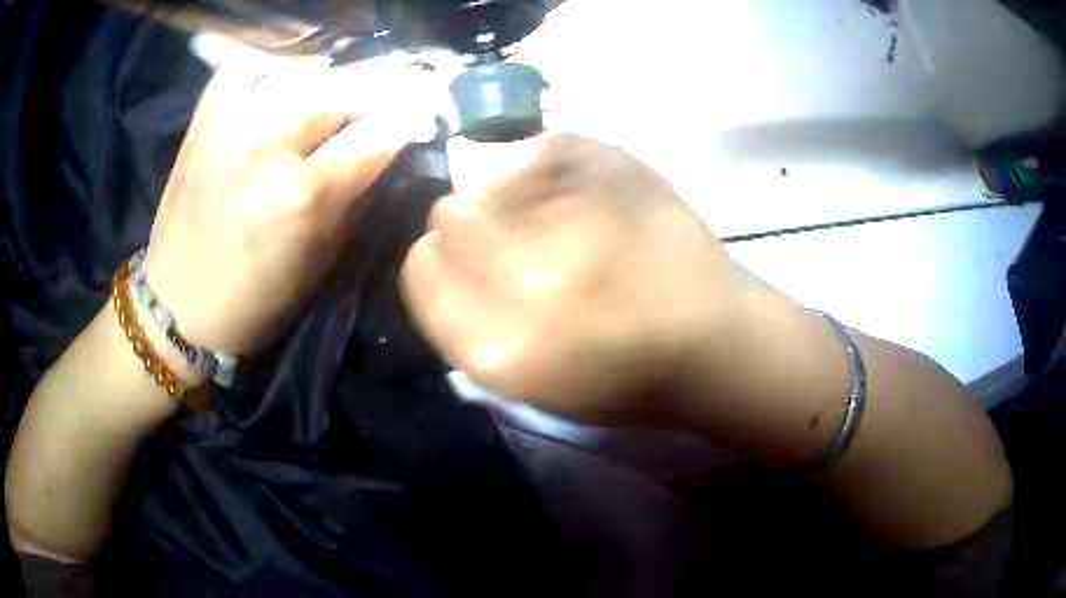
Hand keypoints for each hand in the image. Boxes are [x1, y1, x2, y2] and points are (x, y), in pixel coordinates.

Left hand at [144, 60, 435, 355]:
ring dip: (329, 86)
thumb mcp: (320, 264)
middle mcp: (268, 146)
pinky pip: (249, 72)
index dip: (404, 127)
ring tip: (332, 103)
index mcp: (303, 195)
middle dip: (371, 99)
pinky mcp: (204, 120)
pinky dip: (273, 75)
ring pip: (302, 74)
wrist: (176, 307)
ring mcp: (231, 124)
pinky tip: (281, 90)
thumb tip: (381, 155)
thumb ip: (354, 200)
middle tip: (375, 114)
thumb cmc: (253, 303)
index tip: (413, 128)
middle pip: (343, 91)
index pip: (377, 134)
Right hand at [402, 133, 751, 426]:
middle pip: (448, 213)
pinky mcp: (613, 174)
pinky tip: (584, 191)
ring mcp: (573, 221)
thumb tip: (440, 251)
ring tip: (559, 215)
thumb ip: (465, 321)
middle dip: (471, 218)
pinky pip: (544, 148)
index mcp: (495, 347)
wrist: (713, 344)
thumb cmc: (624, 376)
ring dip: (512, 191)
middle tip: (515, 232)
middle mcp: (523, 282)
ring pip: (491, 176)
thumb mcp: (526, 382)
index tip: (465, 259)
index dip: (437, 259)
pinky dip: (551, 162)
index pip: (419, 271)